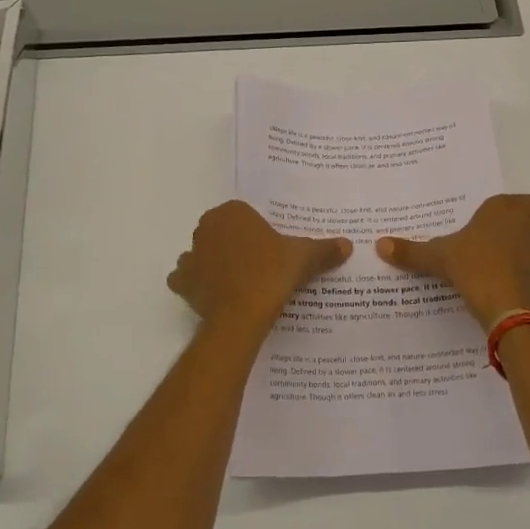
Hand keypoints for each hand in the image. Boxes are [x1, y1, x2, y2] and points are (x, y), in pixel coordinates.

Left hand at [168, 201, 351, 328]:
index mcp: (231, 212)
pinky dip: (197, 285)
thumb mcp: (304, 258)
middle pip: (222, 233)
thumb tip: (347, 244)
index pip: (244, 215)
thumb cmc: (272, 274)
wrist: (241, 315)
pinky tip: (216, 295)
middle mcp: (205, 228)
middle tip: (260, 264)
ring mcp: (190, 255)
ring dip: (214, 264)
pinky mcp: (182, 283)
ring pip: (203, 255)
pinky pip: (187, 279)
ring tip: (239, 282)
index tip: (272, 248)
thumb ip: (324, 249)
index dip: (258, 231)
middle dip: (236, 245)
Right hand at [376, 194, 529, 331]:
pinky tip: (501, 298)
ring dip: (517, 261)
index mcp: (505, 212)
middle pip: (527, 228)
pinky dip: (520, 288)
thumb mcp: (436, 257)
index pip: (529, 201)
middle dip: (512, 236)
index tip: (502, 220)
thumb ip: (411, 251)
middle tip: (485, 246)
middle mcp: (527, 231)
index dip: (521, 209)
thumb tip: (380, 244)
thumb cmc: (473, 266)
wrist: (506, 308)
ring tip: (489, 273)